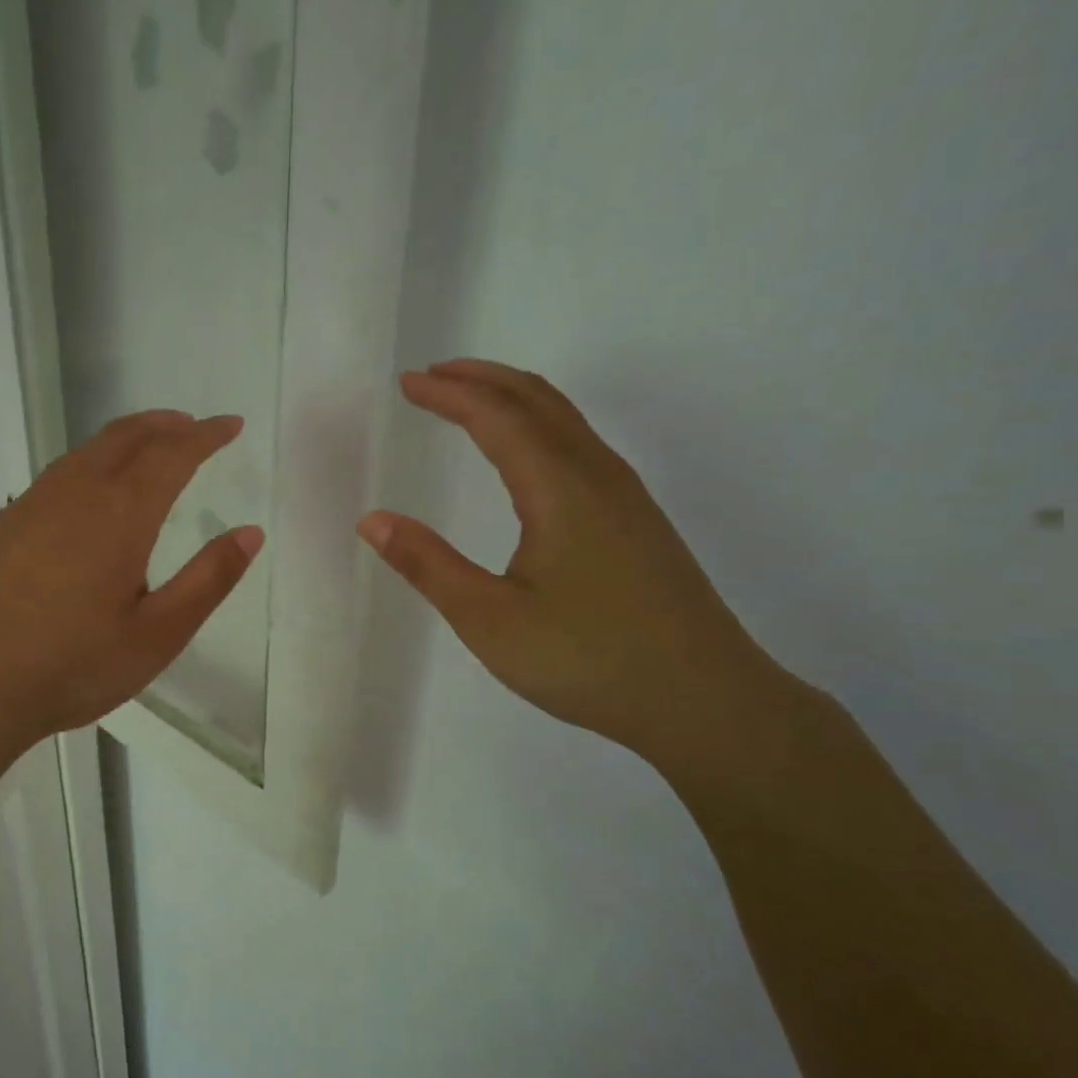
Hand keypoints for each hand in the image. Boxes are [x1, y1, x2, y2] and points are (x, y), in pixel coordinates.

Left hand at [0, 411, 263, 764]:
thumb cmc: (72, 668)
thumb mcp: (157, 636)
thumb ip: (208, 580)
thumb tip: (251, 533)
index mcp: (120, 516)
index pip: (173, 454)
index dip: (206, 435)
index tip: (231, 425)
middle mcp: (74, 494)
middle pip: (125, 436)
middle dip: (165, 424)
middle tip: (192, 426)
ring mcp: (29, 506)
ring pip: (85, 452)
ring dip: (125, 439)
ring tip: (148, 448)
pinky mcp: (0, 526)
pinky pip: (55, 477)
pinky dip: (89, 466)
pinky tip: (89, 496)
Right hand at [358, 360, 790, 771]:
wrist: (704, 701)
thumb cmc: (588, 659)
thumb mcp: (489, 620)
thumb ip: (429, 566)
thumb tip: (373, 520)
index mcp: (559, 488)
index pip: (496, 416)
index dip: (449, 394)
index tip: (407, 383)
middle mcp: (597, 475)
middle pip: (537, 399)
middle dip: (482, 379)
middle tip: (433, 376)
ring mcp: (626, 497)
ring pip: (566, 419)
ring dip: (513, 398)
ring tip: (471, 402)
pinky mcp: (637, 521)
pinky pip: (580, 445)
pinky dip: (539, 425)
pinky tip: (526, 457)